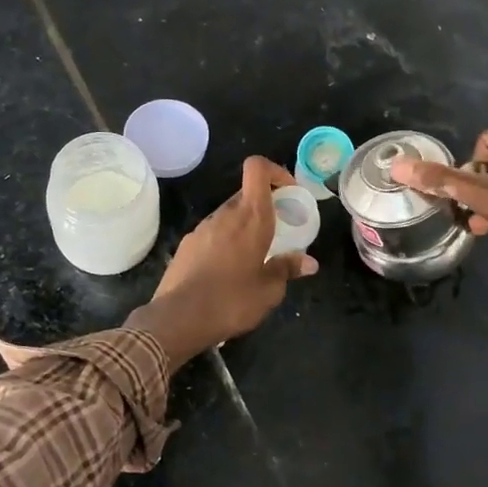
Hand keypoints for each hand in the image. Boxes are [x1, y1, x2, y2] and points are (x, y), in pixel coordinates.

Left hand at [129, 157, 317, 366]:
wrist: (178, 318)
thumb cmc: (232, 301)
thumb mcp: (269, 290)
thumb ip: (288, 269)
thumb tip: (309, 262)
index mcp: (251, 217)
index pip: (257, 168)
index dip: (275, 172)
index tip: (289, 193)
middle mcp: (225, 214)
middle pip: (246, 194)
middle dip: (264, 207)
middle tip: (277, 233)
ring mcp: (202, 228)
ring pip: (229, 215)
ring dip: (244, 227)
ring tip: (253, 257)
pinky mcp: (187, 244)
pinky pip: (213, 233)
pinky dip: (225, 241)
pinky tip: (227, 271)